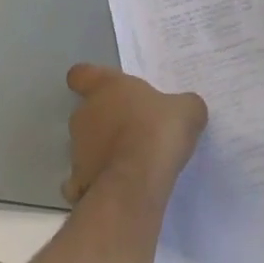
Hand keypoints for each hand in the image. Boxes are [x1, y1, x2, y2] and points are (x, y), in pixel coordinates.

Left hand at [63, 64, 207, 204]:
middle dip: (107, 120)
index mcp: (105, 87)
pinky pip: (85, 179)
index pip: (81, 74)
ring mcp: (77, 149)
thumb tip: (186, 108)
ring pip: (87, 145)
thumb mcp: (187, 110)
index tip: (104, 88)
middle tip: (136, 130)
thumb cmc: (157, 132)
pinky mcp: (78, 181)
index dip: (90, 80)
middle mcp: (84, 114)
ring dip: (105, 151)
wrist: (135, 183)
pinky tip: (121, 188)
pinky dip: (99, 182)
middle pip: (88, 111)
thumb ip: (183, 105)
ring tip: (134, 164)